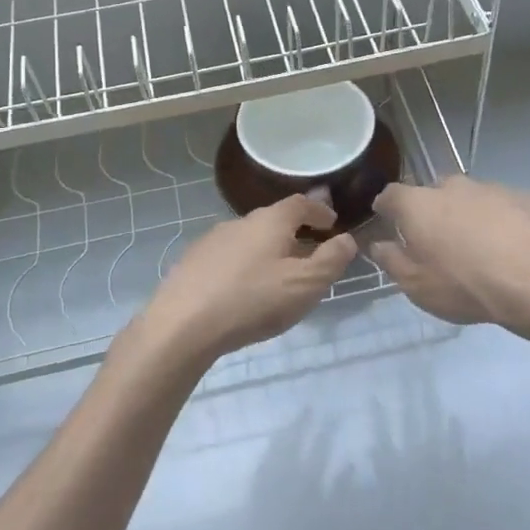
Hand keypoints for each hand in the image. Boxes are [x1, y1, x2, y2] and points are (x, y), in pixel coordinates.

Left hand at [130, 194, 358, 375]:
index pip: (300, 203)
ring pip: (250, 240)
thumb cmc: (252, 300)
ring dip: (269, 252)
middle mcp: (239, 222)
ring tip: (279, 278)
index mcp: (270, 220)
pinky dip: (245, 267)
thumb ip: (331, 260)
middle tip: (311, 255)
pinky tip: (244, 291)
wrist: (182, 326)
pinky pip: (229, 258)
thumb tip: (347, 239)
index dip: (319, 211)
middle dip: (295, 234)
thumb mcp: (305, 284)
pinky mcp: (192, 263)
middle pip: (274, 220)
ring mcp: (212, 241)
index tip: (332, 224)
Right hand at [368, 176, 529, 349]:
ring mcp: (490, 187)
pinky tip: (510, 249)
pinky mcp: (524, 197)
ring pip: (469, 199)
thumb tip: (378, 244)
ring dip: (467, 216)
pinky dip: (499, 222)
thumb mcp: (416, 285)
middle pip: (432, 194)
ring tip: (478, 250)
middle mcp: (451, 186)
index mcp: (417, 204)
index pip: (390, 195)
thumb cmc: (465, 285)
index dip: (386, 210)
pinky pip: (502, 207)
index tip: (389, 225)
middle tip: (437, 244)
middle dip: (430, 213)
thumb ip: (391, 260)